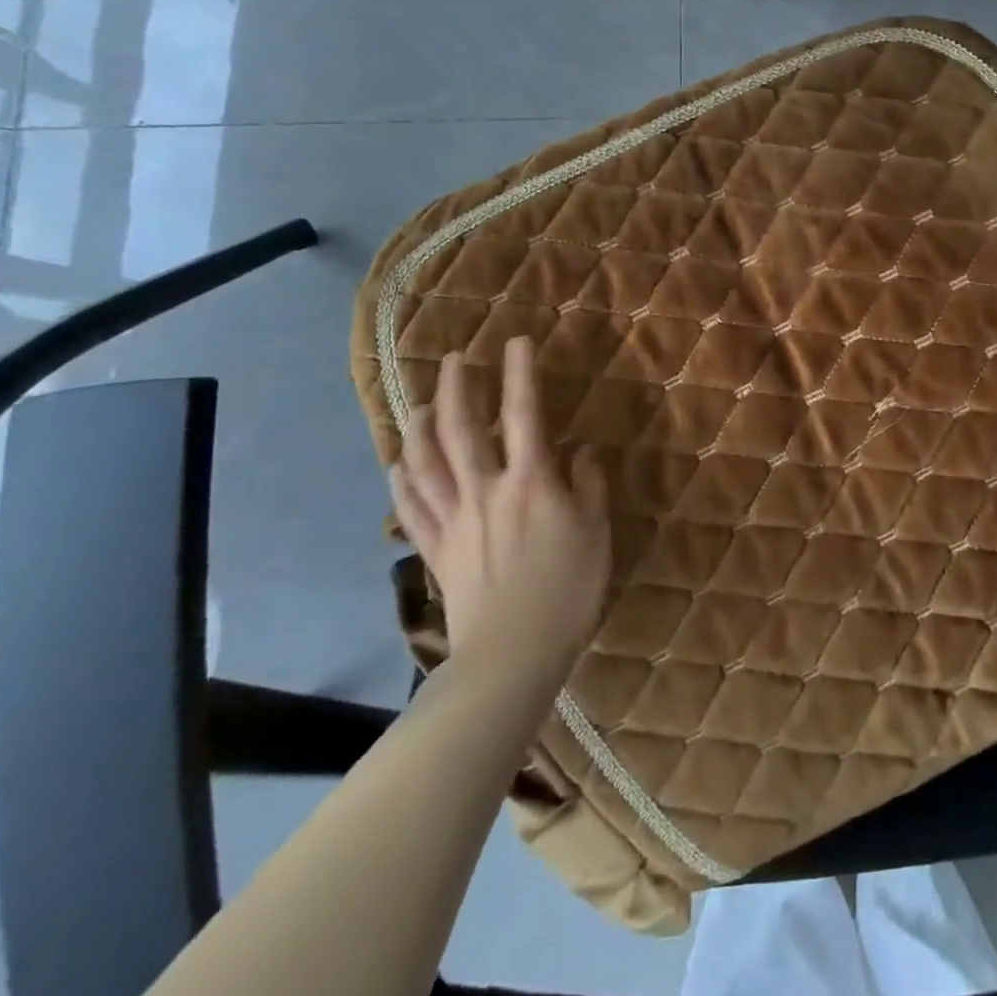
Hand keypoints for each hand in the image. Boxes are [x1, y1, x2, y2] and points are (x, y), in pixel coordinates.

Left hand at [389, 339, 609, 665]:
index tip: (516, 342)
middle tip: (455, 359)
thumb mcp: (596, 533)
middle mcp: (485, 489)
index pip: (523, 414)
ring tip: (421, 402)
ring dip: (420, 425)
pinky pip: (410, 506)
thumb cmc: (568, 590)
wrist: (514, 654)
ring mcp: (453, 519)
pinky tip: (399, 463)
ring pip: (425, 461)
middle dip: (456, 387)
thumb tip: (581, 453)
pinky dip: (402, 479)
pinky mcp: (436, 548)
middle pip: (460, 428)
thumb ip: (589, 486)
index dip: (520, 373)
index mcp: (530, 482)